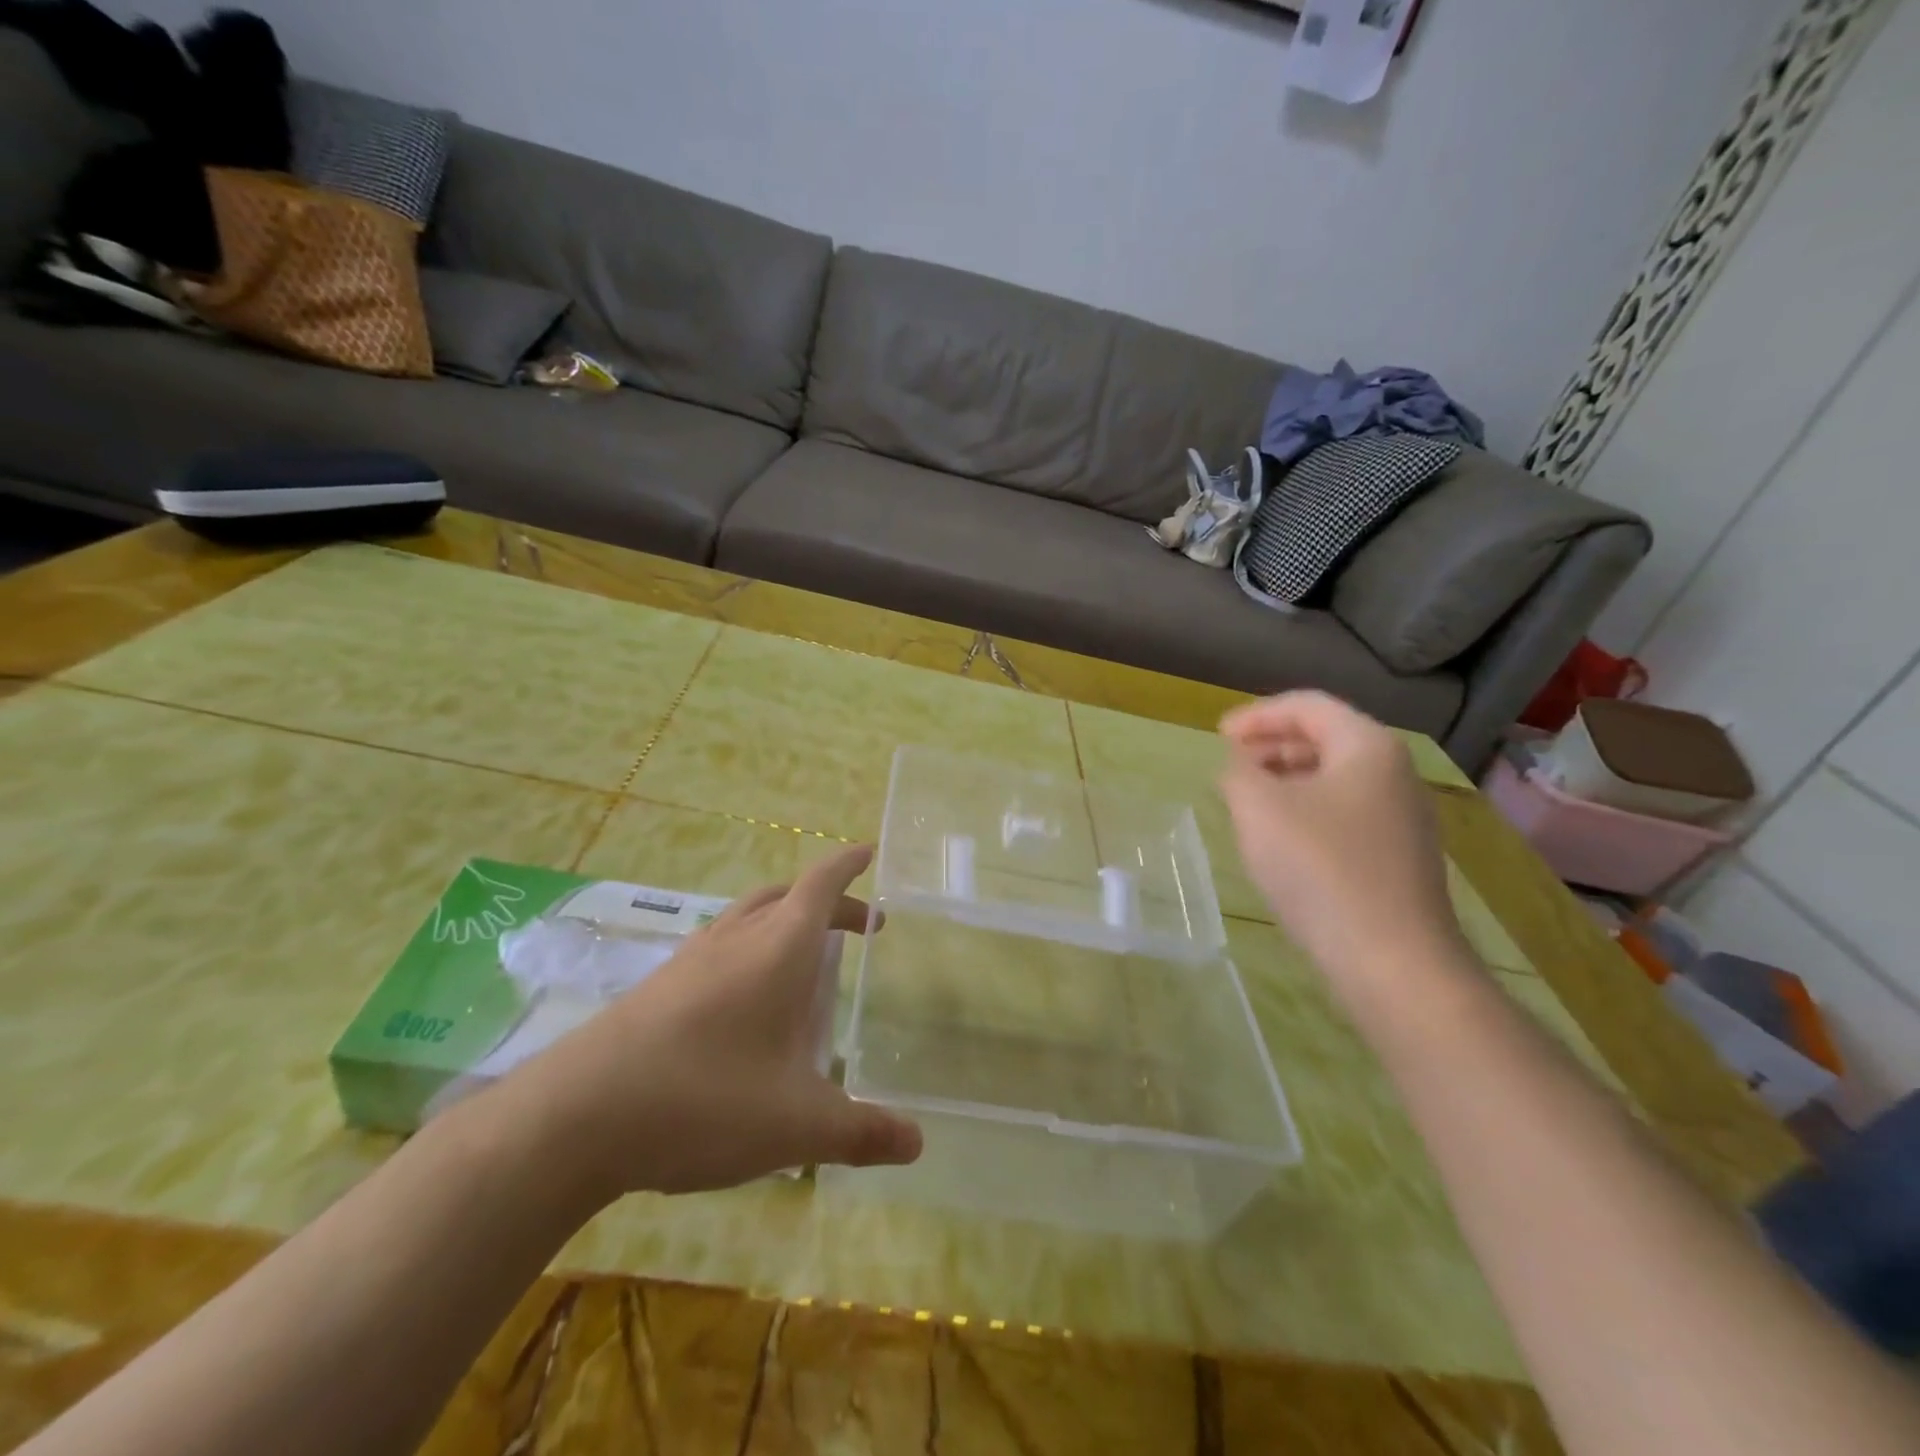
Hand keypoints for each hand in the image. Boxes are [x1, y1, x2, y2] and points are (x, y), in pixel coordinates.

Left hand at [493, 845, 922, 1200]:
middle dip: (828, 902)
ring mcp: (692, 958)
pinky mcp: (658, 986)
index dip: (848, 865)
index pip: (821, 884)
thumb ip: (861, 1131)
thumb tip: (917, 1142)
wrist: (576, 1115)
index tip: (868, 852)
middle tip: (858, 926)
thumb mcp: (796, 1125)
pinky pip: (717, 945)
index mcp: (779, 948)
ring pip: (747, 916)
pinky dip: (747, 949)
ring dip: (784, 920)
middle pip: (788, 896)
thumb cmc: (705, 1099)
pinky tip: (743, 1001)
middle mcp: (736, 938)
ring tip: (803, 959)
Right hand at [1218, 692, 1464, 985]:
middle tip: (1231, 765)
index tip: (1219, 736)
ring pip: (1335, 779)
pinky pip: (1345, 814)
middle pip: (1326, 739)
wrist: (1392, 960)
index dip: (1258, 715)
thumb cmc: (1320, 867)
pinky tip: (1281, 840)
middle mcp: (1394, 773)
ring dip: (1286, 779)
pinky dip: (1306, 811)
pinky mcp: (1399, 857)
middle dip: (1272, 745)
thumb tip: (1242, 768)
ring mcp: (1403, 818)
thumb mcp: (1258, 808)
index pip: (1308, 706)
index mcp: (1367, 746)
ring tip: (1247, 801)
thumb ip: (1239, 773)